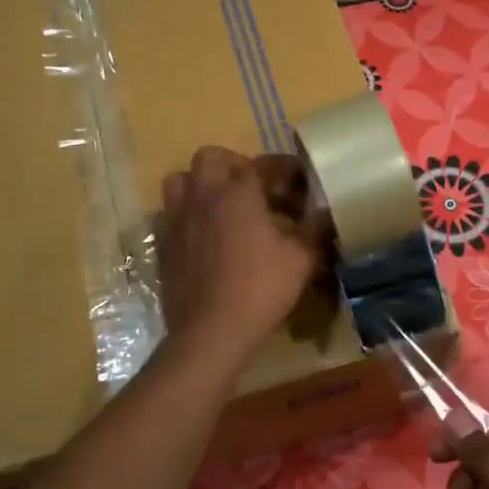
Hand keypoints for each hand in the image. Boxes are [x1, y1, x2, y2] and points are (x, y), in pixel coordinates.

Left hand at [155, 146, 322, 367]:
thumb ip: (314, 228)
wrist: (211, 331)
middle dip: (234, 165)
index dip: (285, 169)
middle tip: (254, 189)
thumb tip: (326, 209)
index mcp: (239, 192)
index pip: (264, 164)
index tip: (299, 181)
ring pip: (181, 180)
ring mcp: (177, 219)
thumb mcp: (301, 259)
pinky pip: (168, 214)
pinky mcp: (163, 244)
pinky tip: (201, 235)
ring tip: (221, 206)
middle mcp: (203, 196)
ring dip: (202, 185)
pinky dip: (185, 215)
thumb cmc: (261, 289)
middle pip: (211, 157)